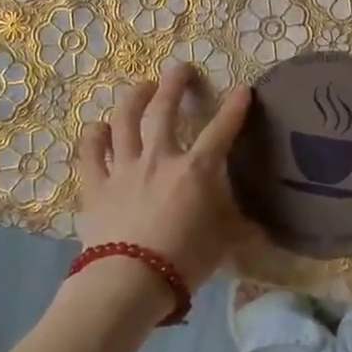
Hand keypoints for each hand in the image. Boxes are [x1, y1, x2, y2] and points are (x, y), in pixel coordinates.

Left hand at [74, 63, 254, 292]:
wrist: (131, 282)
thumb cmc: (184, 261)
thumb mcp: (223, 243)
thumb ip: (239, 228)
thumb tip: (261, 229)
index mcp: (196, 169)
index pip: (221, 129)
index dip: (235, 107)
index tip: (242, 89)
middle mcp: (159, 158)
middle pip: (165, 109)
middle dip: (175, 83)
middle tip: (180, 69)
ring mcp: (124, 168)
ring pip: (125, 121)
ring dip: (134, 98)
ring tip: (141, 87)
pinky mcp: (96, 185)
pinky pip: (90, 153)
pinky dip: (93, 137)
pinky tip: (97, 128)